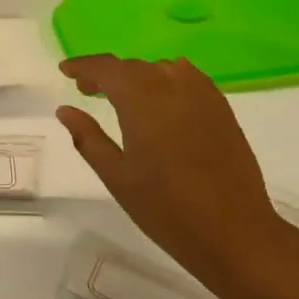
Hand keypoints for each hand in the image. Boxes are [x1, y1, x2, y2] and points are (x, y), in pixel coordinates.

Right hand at [56, 56, 281, 287]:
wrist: (234, 232)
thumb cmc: (166, 209)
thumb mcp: (117, 176)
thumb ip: (88, 138)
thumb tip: (65, 110)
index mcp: (141, 101)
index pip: (106, 68)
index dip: (83, 66)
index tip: (65, 71)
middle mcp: (172, 87)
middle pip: (132, 67)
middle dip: (107, 74)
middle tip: (88, 91)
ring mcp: (201, 95)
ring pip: (161, 70)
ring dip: (137, 76)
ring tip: (124, 98)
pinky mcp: (221, 108)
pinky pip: (188, 78)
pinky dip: (167, 79)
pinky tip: (162, 98)